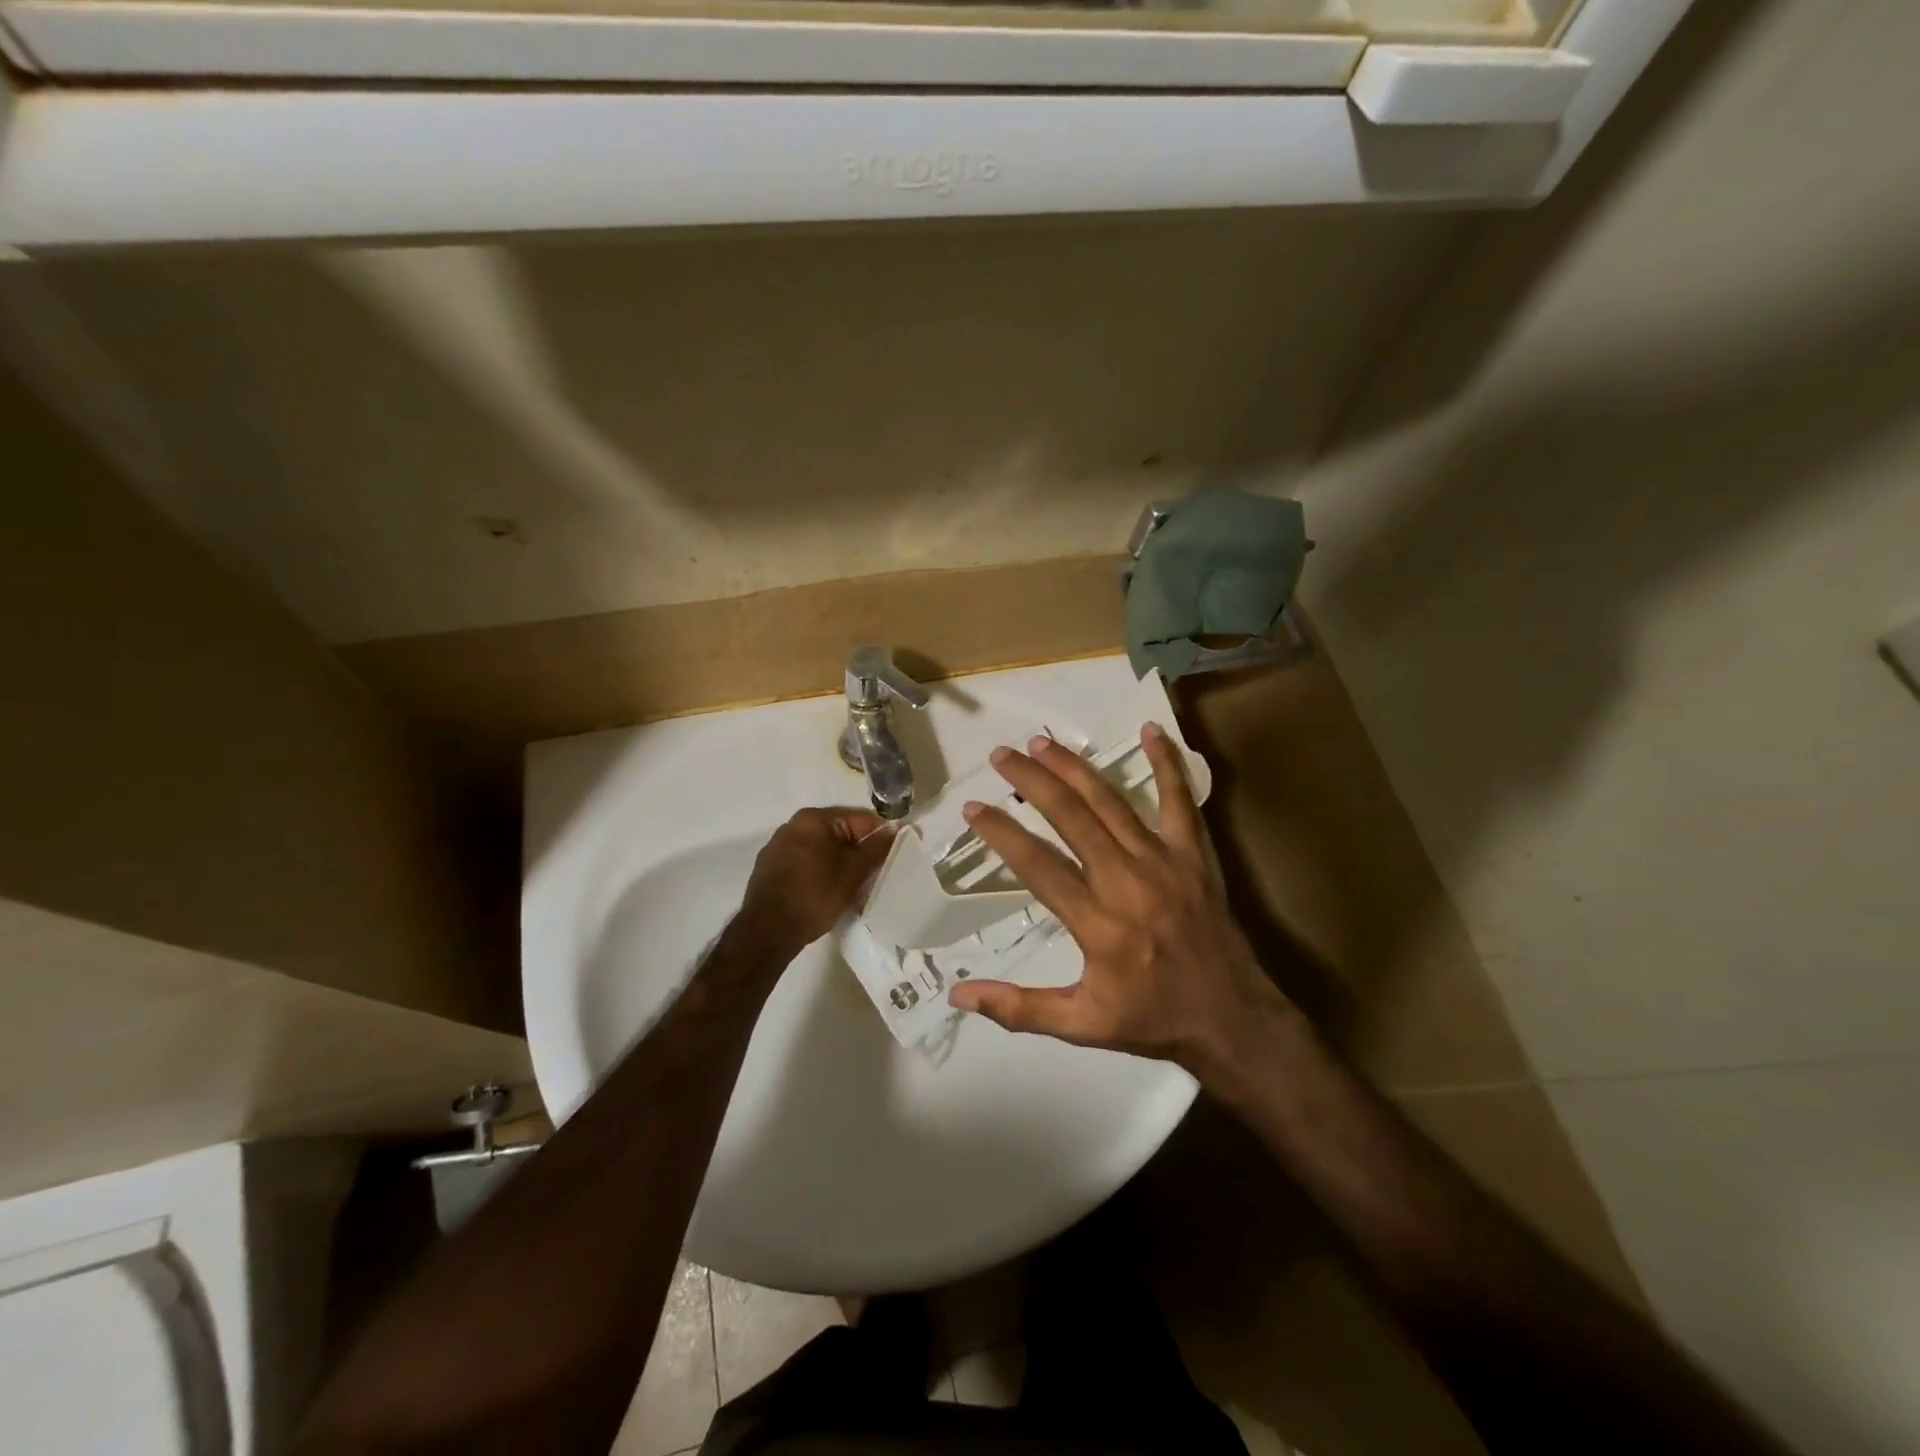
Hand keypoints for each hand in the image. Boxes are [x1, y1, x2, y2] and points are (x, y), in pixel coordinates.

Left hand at [737, 806, 894, 953]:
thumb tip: (896, 830)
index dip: (882, 835)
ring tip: (854, 886)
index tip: (895, 855)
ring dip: (840, 862)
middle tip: (876, 873)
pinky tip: (828, 891)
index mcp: (813, 818)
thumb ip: (877, 848)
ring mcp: (778, 846)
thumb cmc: (815, 895)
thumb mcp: (853, 872)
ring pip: (822, 848)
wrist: (768, 932)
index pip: (860, 818)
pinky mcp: (770, 868)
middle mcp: (793, 825)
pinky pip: (806, 862)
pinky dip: (821, 871)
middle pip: (840, 832)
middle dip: (860, 851)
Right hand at [945, 724, 1289, 1080]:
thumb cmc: (1153, 1020)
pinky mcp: (1195, 855)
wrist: (1233, 1019)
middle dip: (1032, 781)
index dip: (1000, 832)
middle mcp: (1126, 881)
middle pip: (1071, 817)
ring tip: (1043, 742)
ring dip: (1074, 768)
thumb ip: (1020, 1008)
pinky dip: (1167, 764)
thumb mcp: (1081, 1026)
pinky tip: (1151, 730)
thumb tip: (957, 993)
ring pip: (1112, 802)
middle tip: (1002, 755)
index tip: (972, 807)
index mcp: (1097, 923)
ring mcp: (1164, 862)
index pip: (1036, 864)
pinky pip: (1180, 801)